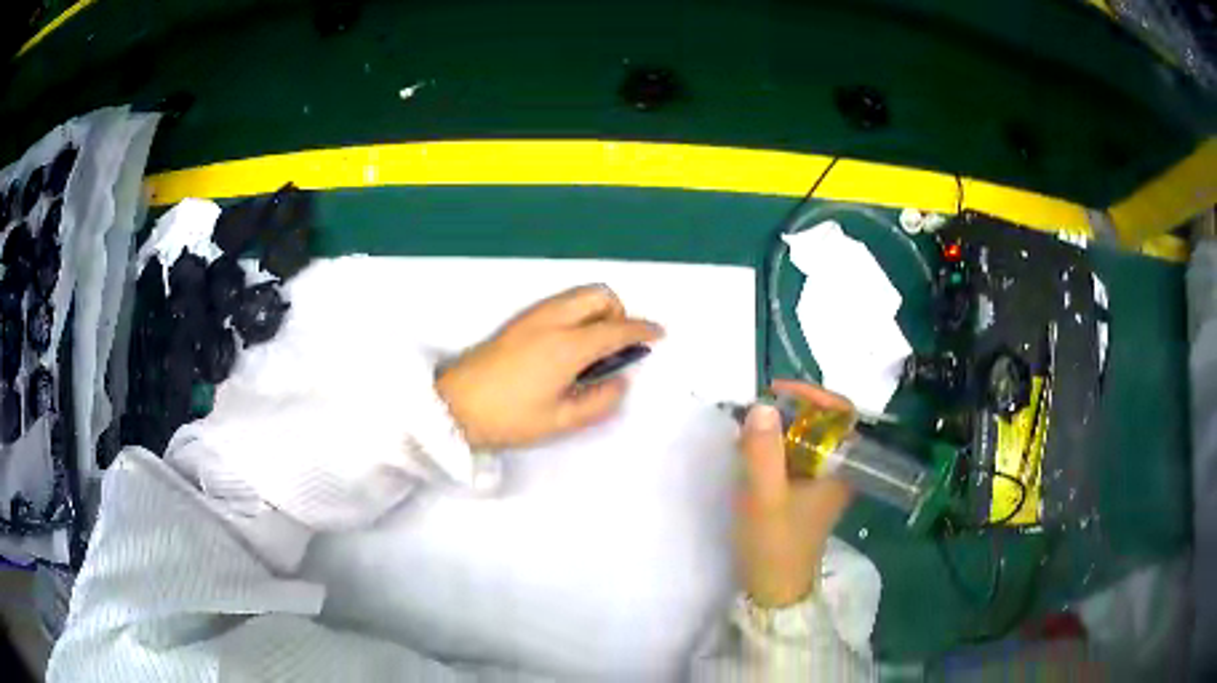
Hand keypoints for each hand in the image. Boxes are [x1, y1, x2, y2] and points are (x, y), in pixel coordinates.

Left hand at [435, 285, 663, 450]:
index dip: (643, 330)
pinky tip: (568, 346)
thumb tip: (621, 383)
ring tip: (593, 349)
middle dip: (619, 312)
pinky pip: (561, 303)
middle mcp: (553, 320)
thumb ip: (599, 402)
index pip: (616, 328)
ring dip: (597, 310)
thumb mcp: (559, 421)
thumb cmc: (508, 418)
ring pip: (578, 295)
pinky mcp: (519, 320)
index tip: (659, 335)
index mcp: (567, 345)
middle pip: (599, 294)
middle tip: (616, 346)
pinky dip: (578, 313)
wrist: (453, 406)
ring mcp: (532, 316)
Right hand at [735, 380, 855, 607]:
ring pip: (808, 439)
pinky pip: (796, 456)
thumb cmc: (774, 544)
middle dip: (791, 409)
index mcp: (841, 467)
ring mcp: (823, 481)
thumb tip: (761, 405)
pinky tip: (752, 451)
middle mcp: (838, 469)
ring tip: (749, 426)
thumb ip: (763, 451)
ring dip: (781, 427)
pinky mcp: (807, 492)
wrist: (774, 590)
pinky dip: (776, 446)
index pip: (840, 413)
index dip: (812, 394)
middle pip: (823, 422)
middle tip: (756, 408)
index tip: (776, 391)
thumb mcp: (764, 497)